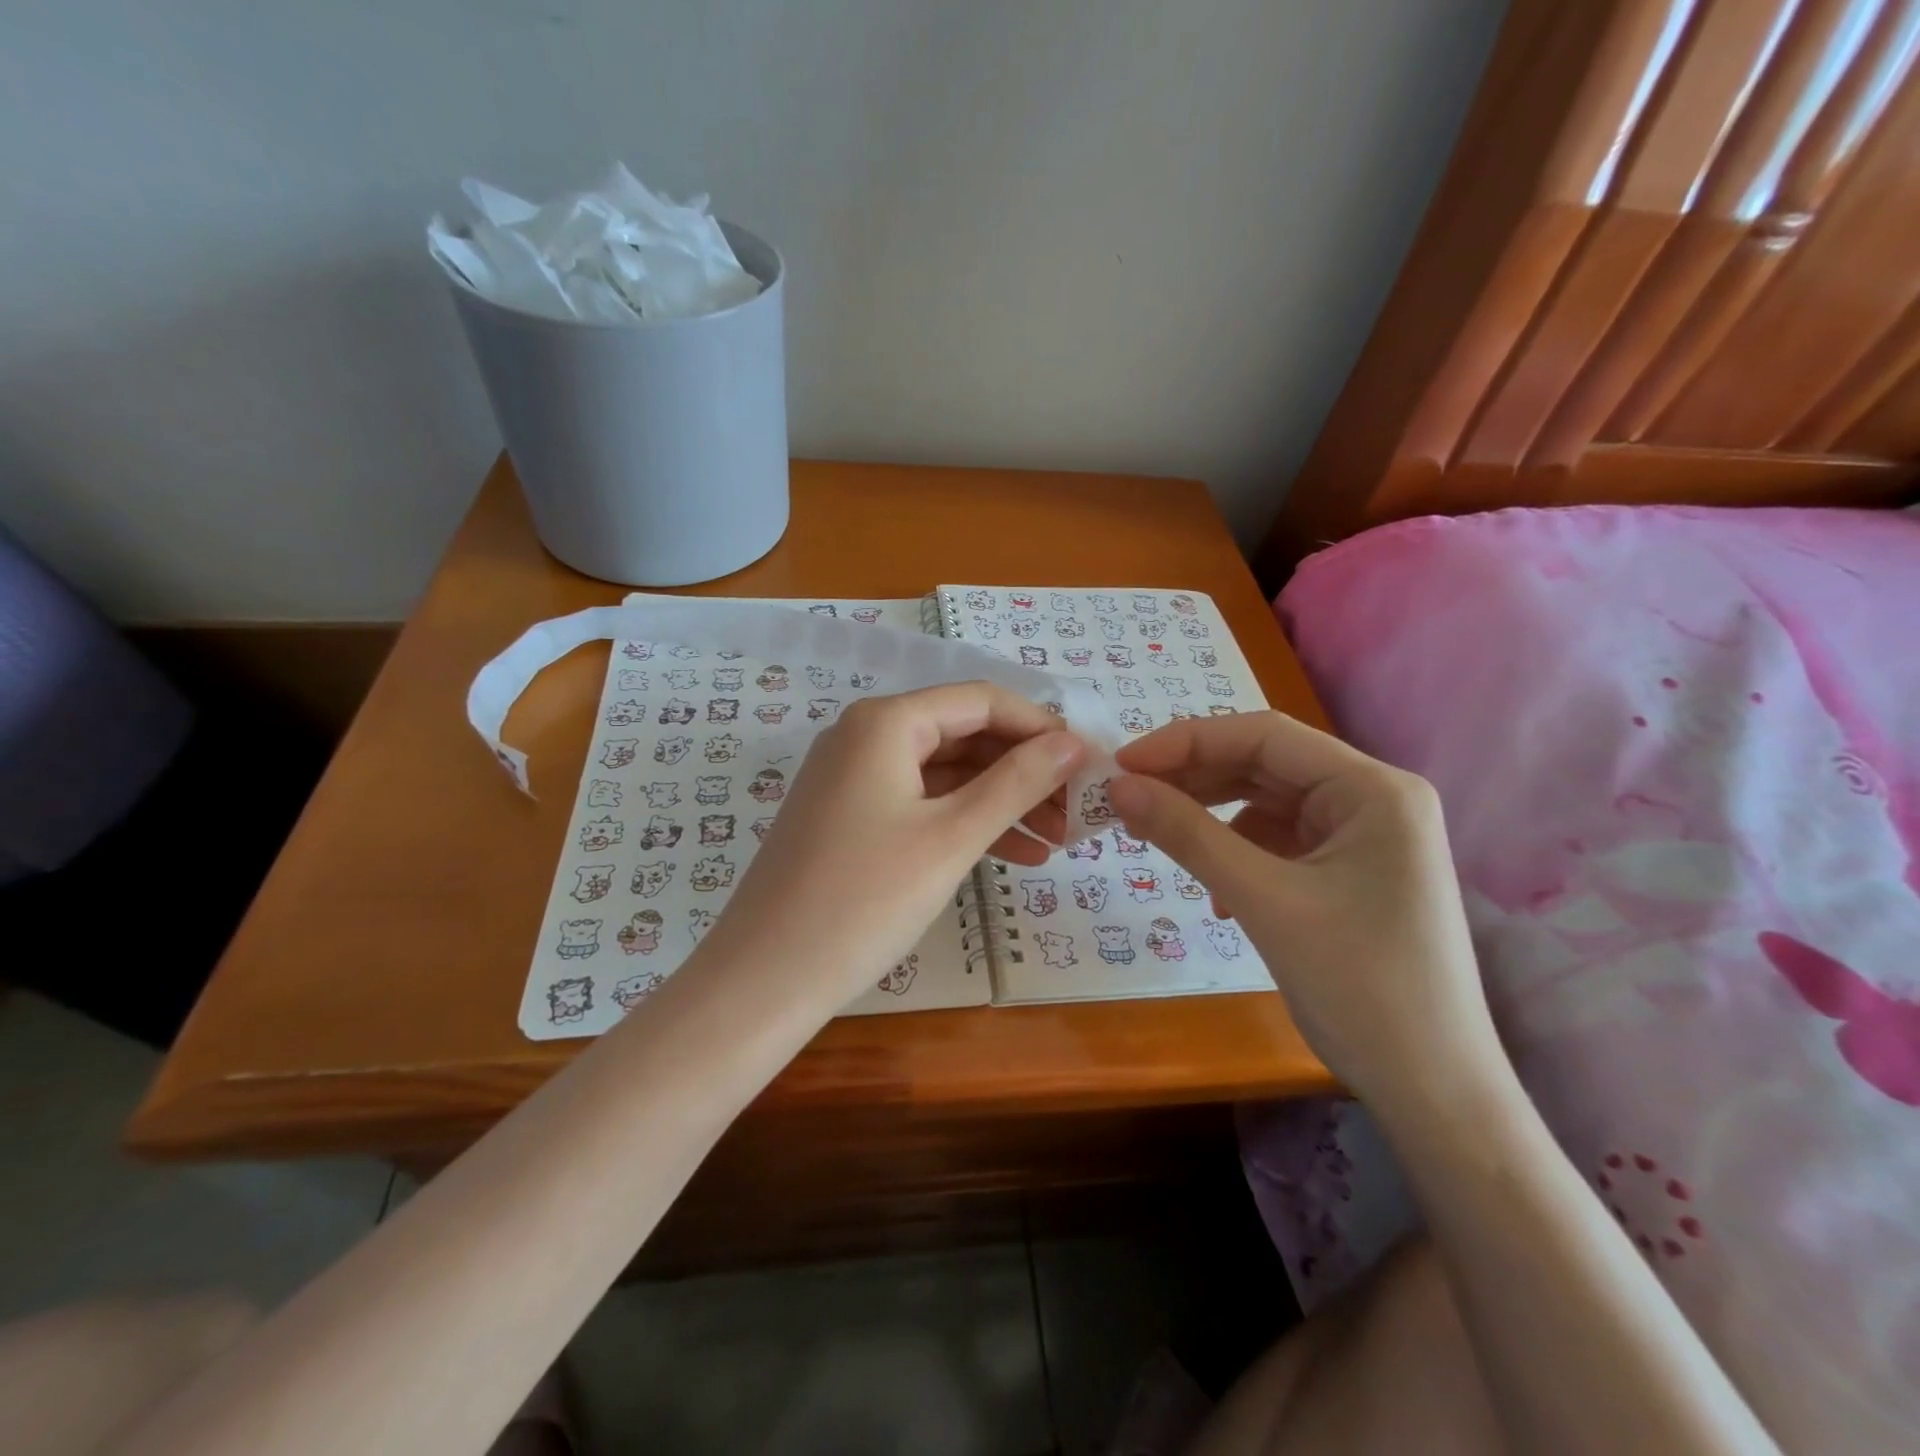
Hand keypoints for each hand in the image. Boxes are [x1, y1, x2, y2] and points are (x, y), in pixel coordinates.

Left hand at [699, 683, 1086, 1014]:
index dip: (1040, 728)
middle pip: (965, 735)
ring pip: (947, 774)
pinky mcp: (851, 817)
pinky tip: (1014, 856)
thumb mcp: (951, 837)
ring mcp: (854, 777)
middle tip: (1076, 814)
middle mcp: (866, 735)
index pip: (982, 701)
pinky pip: (922, 803)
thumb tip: (1074, 744)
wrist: (765, 979)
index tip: (1088, 766)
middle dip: (1025, 771)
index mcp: (886, 722)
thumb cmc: (864, 900)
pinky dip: (965, 823)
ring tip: (1056, 842)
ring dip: (1002, 802)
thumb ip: (1016, 783)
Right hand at [1108, 712, 1497, 1107]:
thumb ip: (1188, 835)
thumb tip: (1118, 787)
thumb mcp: (1263, 901)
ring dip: (1211, 818)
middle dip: (1195, 779)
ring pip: (1268, 803)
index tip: (1123, 764)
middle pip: (1266, 766)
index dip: (1187, 742)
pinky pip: (1279, 842)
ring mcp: (1365, 837)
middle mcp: (1375, 799)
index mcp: (1374, 789)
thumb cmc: (1360, 987)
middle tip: (1129, 798)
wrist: (1433, 1092)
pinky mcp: (1351, 873)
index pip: (1265, 736)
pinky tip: (1218, 895)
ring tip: (1159, 838)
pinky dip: (1237, 854)